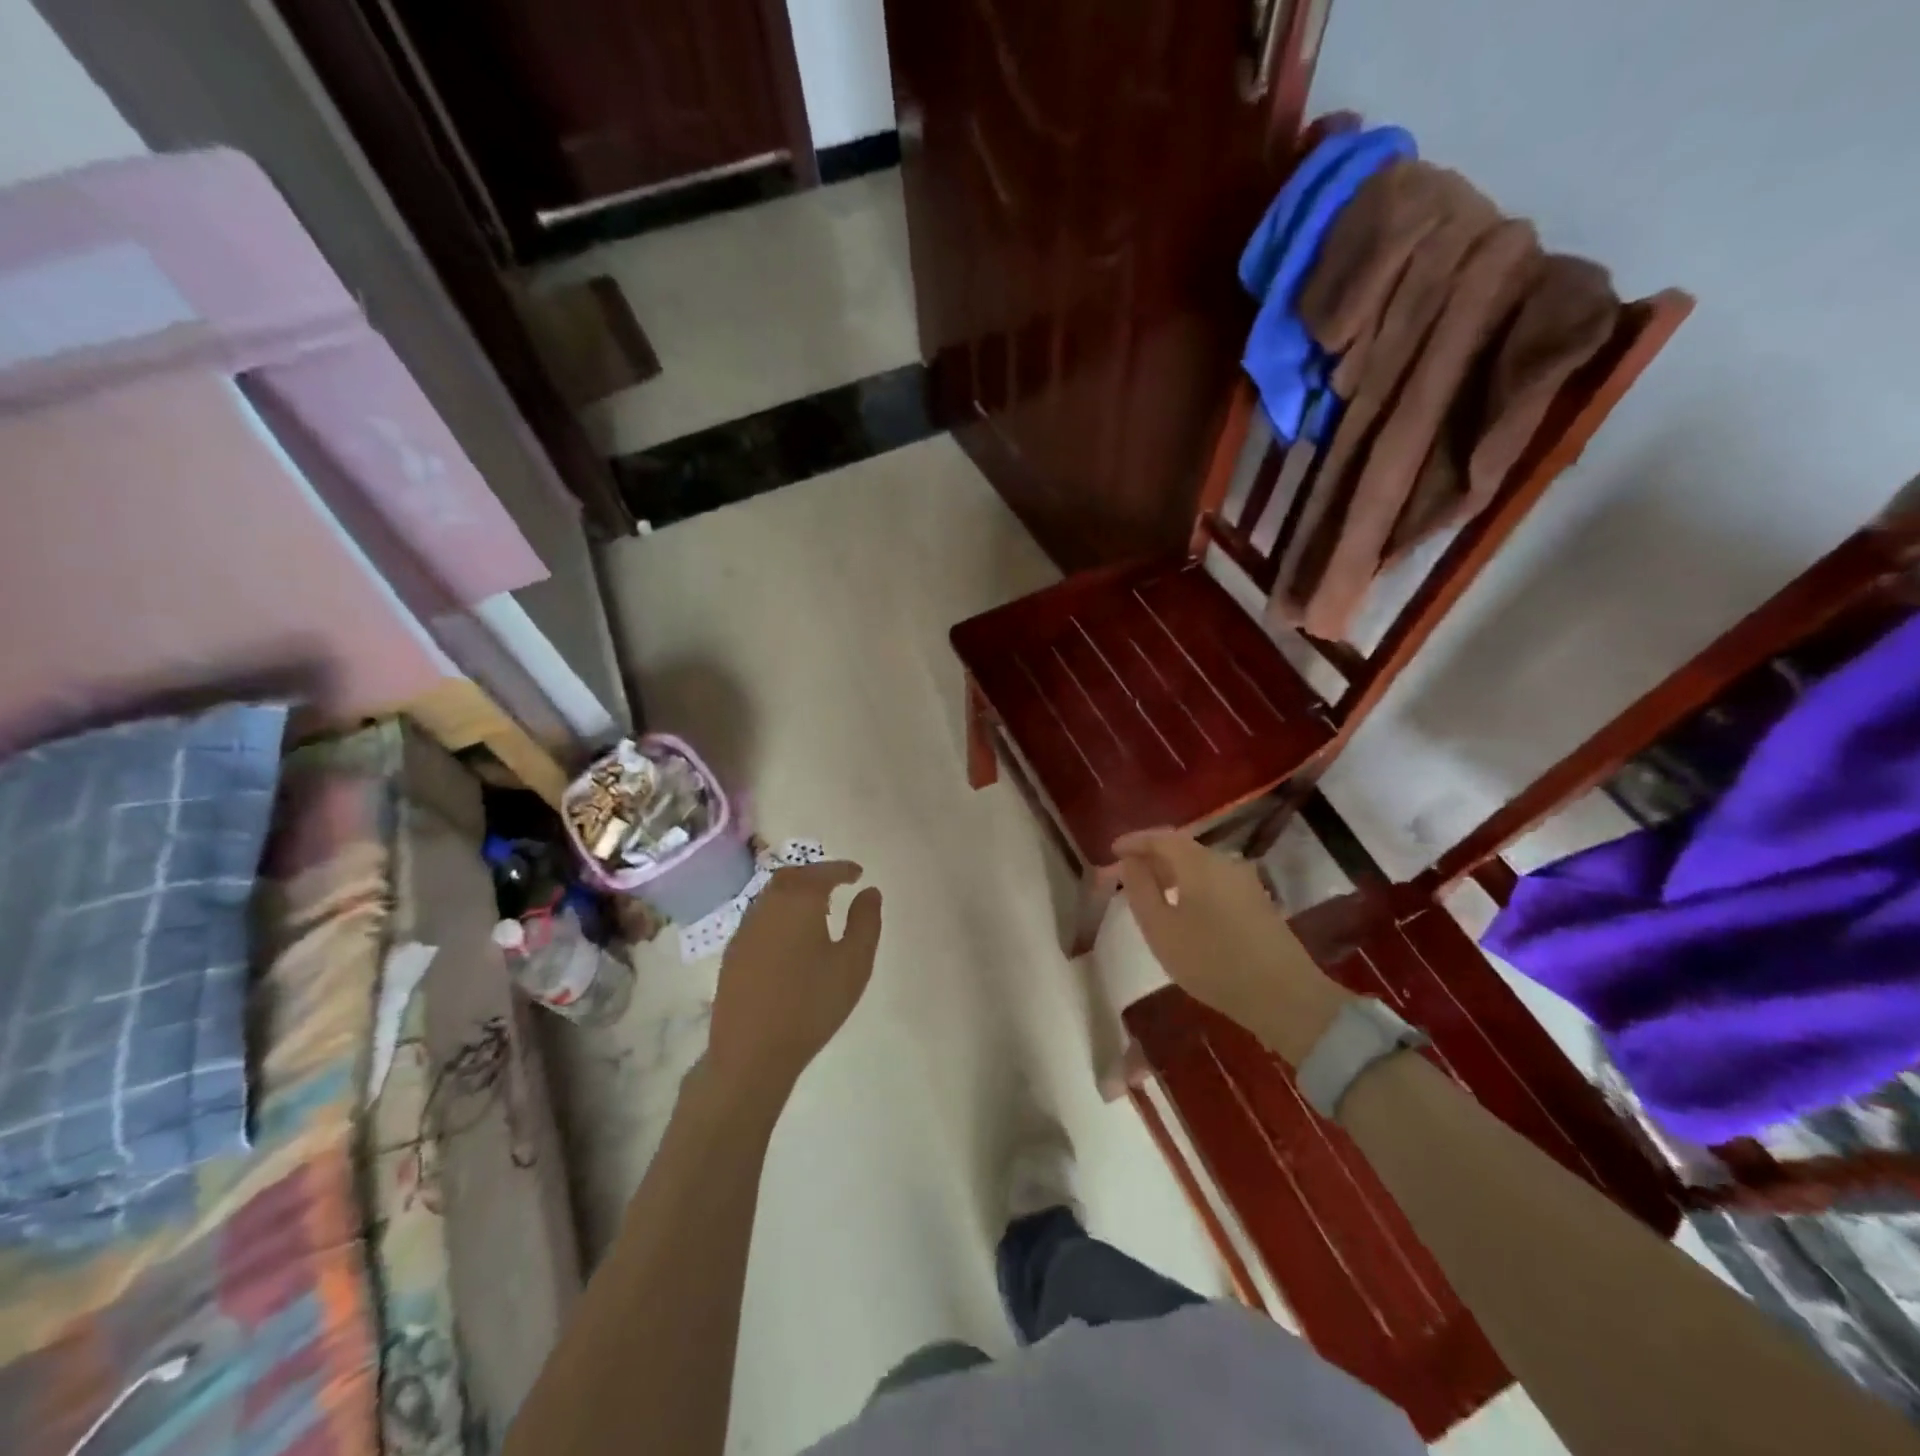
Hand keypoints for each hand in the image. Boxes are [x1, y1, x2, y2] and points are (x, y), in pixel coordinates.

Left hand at [706, 861, 882, 1098]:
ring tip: (817, 907)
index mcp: (798, 902)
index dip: (841, 869)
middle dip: (815, 875)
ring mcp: (745, 930)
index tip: (858, 873)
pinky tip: (791, 936)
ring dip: (795, 893)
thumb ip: (865, 922)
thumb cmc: (811, 1005)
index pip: (821, 873)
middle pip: (791, 877)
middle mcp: (767, 906)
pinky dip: (779, 913)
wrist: (751, 1052)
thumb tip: (869, 891)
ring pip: (771, 896)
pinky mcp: (733, 953)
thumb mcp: (853, 963)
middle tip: (837, 884)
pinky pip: (760, 917)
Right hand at [1114, 829, 1349, 1066]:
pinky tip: (1181, 908)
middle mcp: (1224, 862)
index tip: (1112, 851)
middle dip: (1151, 856)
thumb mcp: (1161, 929)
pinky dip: (1190, 885)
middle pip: (1181, 848)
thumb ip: (1140, 890)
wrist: (1284, 996)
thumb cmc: (1212, 961)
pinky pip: (1213, 881)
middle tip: (1126, 873)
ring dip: (1171, 872)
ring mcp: (1245, 882)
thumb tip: (1129, 862)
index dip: (1134, 841)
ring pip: (1199, 865)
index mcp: (1198, 863)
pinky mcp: (1256, 902)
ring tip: (1149, 892)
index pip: (1160, 837)